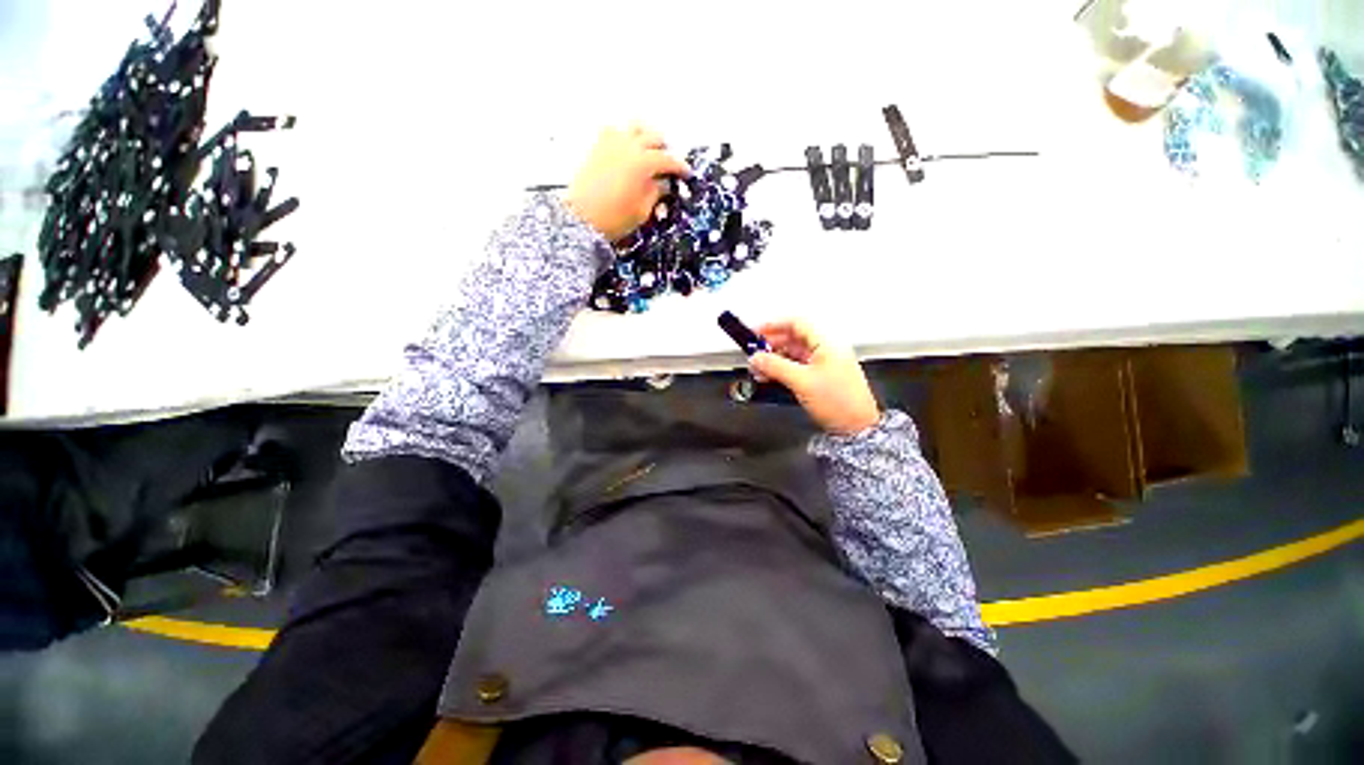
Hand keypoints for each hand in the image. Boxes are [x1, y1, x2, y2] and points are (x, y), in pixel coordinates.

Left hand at [564, 124, 689, 241]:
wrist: (580, 218)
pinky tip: (626, 150)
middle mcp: (629, 146)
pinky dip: (625, 137)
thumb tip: (662, 183)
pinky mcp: (597, 147)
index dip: (680, 167)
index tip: (686, 174)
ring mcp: (611, 143)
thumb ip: (655, 193)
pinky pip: (614, 131)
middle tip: (667, 164)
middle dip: (664, 150)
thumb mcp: (642, 211)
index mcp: (643, 162)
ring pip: (634, 128)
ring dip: (645, 137)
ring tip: (648, 151)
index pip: (668, 160)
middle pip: (653, 138)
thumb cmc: (614, 218)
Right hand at [749, 320, 880, 436]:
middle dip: (770, 344)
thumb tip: (757, 358)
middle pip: (792, 338)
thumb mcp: (802, 381)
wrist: (856, 428)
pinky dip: (780, 369)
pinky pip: (795, 367)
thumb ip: (776, 366)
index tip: (756, 332)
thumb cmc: (841, 403)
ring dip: (773, 358)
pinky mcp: (818, 378)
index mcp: (827, 343)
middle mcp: (825, 350)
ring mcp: (822, 364)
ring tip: (758, 366)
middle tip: (754, 351)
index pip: (796, 323)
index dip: (774, 325)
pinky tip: (768, 375)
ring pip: (792, 353)